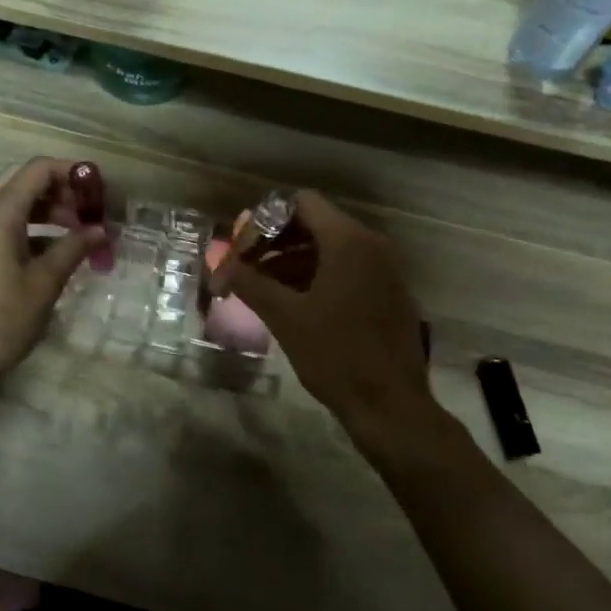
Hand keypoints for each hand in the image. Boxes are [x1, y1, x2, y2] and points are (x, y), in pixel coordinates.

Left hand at [0, 158, 105, 390]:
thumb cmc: (1, 319)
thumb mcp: (45, 282)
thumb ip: (74, 248)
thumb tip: (101, 230)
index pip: (38, 169)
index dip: (72, 172)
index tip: (100, 190)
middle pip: (25, 182)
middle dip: (61, 191)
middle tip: (90, 212)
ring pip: (14, 203)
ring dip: (48, 210)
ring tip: (80, 233)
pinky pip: (4, 225)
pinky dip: (32, 228)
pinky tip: (55, 251)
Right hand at [211, 191, 429, 440]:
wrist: (391, 407)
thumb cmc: (336, 355)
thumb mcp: (285, 317)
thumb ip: (249, 281)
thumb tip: (218, 260)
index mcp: (348, 241)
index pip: (301, 203)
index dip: (265, 221)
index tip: (242, 249)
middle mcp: (371, 245)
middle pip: (314, 224)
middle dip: (274, 242)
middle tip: (245, 268)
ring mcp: (383, 270)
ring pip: (329, 249)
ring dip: (291, 262)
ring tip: (260, 289)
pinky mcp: (387, 293)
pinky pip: (346, 270)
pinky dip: (315, 277)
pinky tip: (290, 304)